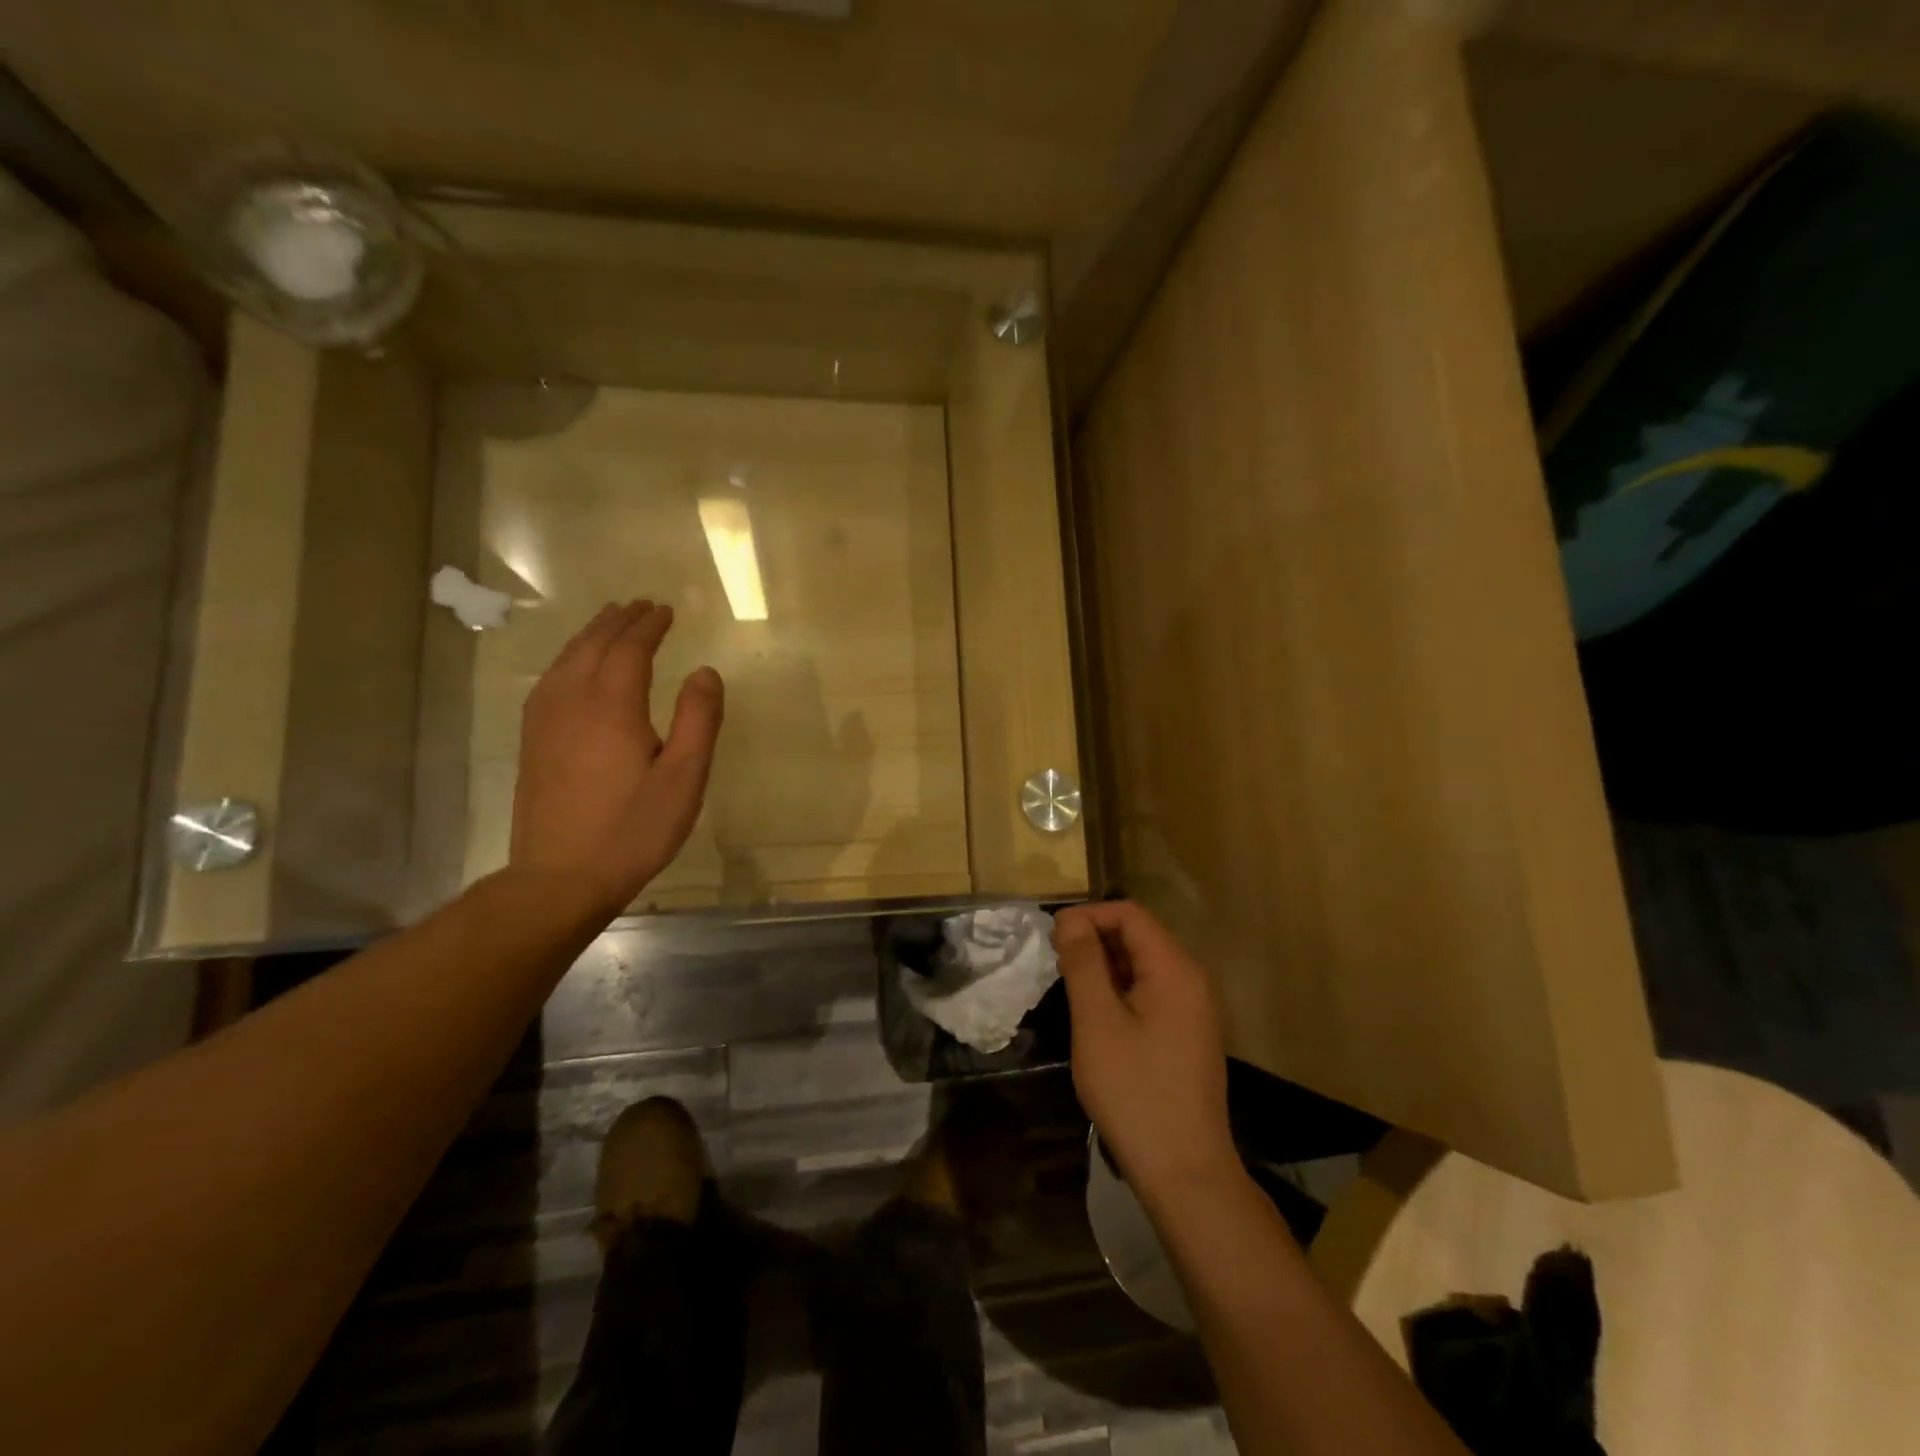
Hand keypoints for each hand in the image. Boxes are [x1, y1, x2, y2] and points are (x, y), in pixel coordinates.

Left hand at [510, 600, 723, 918]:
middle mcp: (572, 702)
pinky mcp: (533, 741)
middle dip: (618, 621)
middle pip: (592, 645)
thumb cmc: (634, 829)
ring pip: (566, 659)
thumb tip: (705, 671)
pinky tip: (574, 667)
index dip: (649, 626)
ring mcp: (544, 721)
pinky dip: (568, 659)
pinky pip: (550, 680)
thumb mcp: (685, 778)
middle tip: (640, 605)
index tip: (665, 610)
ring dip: (590, 635)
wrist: (560, 878)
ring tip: (610, 622)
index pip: (630, 649)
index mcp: (612, 706)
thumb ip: (699, 720)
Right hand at [1055, 901, 1238, 1202]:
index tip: (1051, 936)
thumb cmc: (1135, 1091)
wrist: (1185, 1171)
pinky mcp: (1188, 1034)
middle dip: (1095, 938)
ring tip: (1069, 985)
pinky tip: (1096, 1014)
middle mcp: (1192, 980)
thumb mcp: (1097, 1022)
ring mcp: (1194, 1009)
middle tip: (1054, 961)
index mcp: (1175, 969)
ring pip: (1144, 965)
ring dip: (1105, 965)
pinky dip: (1121, 990)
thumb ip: (1084, 963)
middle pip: (1139, 936)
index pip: (1130, 914)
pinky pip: (1152, 992)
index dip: (1088, 915)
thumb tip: (1070, 921)